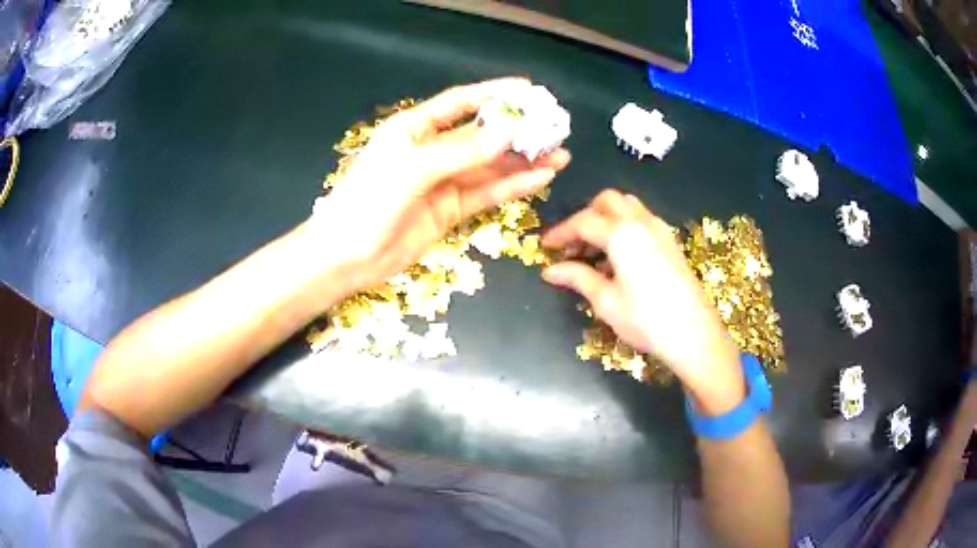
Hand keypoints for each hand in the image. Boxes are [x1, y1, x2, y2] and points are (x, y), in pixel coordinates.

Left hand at [311, 78, 570, 290]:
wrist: (347, 256)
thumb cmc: (369, 201)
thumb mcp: (414, 168)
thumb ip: (463, 151)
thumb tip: (509, 130)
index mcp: (415, 128)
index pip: (461, 103)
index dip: (494, 93)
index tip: (528, 90)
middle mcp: (432, 150)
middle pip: (482, 135)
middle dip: (518, 131)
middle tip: (554, 129)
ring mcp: (443, 181)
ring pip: (490, 166)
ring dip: (523, 161)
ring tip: (559, 155)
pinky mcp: (451, 209)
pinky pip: (487, 193)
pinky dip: (512, 186)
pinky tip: (539, 178)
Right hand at [541, 190, 744, 413]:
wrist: (694, 334)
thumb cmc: (646, 320)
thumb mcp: (606, 301)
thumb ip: (577, 278)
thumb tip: (550, 270)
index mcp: (621, 233)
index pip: (583, 222)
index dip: (561, 233)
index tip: (545, 246)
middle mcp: (641, 222)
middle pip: (607, 201)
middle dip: (585, 216)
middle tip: (573, 245)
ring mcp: (660, 229)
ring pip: (627, 207)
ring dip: (606, 219)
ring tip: (595, 251)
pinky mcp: (671, 242)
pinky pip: (642, 220)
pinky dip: (624, 227)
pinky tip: (619, 258)